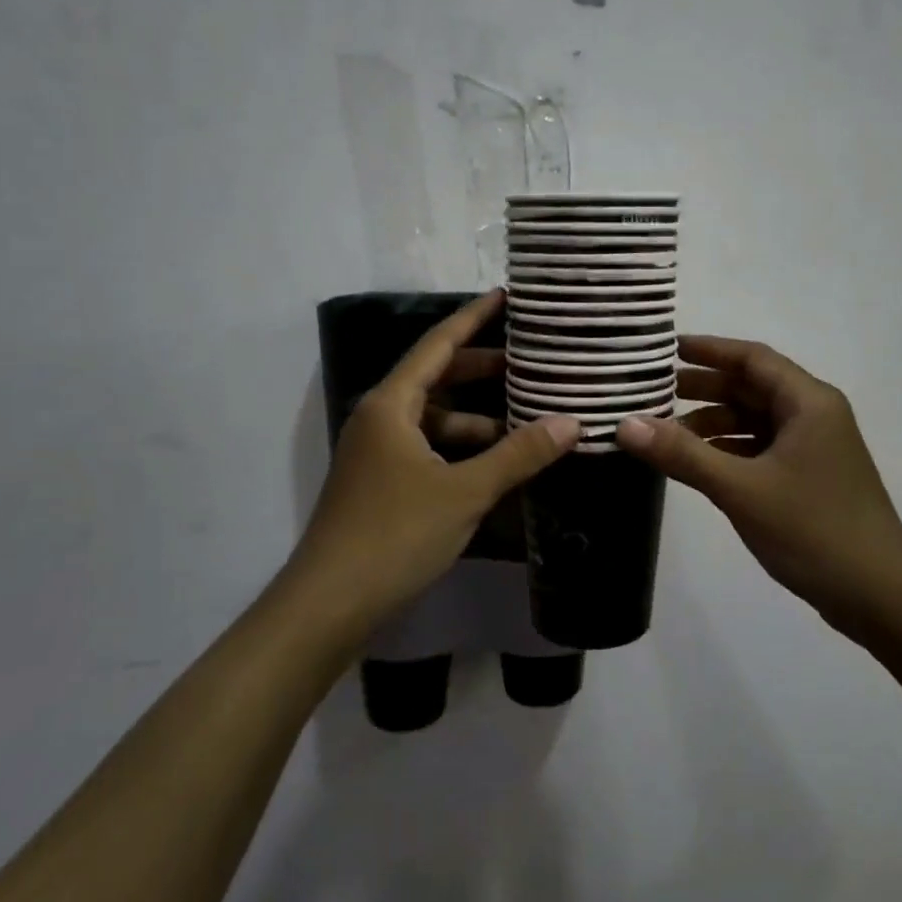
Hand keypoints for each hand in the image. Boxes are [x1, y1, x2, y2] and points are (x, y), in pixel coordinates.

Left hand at [285, 291, 578, 636]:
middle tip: (530, 363)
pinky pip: (429, 449)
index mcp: (392, 405)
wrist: (330, 603)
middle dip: (482, 370)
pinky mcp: (382, 483)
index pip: (438, 345)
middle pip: (437, 379)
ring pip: (435, 420)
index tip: (506, 297)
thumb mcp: (465, 490)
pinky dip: (462, 450)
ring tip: (527, 422)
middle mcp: (380, 419)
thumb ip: (519, 454)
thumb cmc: (395, 534)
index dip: (473, 318)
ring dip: (478, 419)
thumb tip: (572, 422)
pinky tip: (496, 464)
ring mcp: (378, 453)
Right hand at [616, 335, 901, 636]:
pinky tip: (699, 465)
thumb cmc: (813, 530)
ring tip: (666, 434)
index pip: (752, 358)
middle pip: (753, 388)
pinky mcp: (810, 478)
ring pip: (756, 421)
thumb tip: (625, 424)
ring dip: (715, 424)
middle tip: (655, 393)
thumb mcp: (741, 489)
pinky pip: (763, 449)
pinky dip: (730, 451)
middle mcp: (814, 415)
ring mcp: (815, 449)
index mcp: (808, 402)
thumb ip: (683, 454)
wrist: (881, 597)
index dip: (708, 350)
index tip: (666, 350)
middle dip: (705, 388)